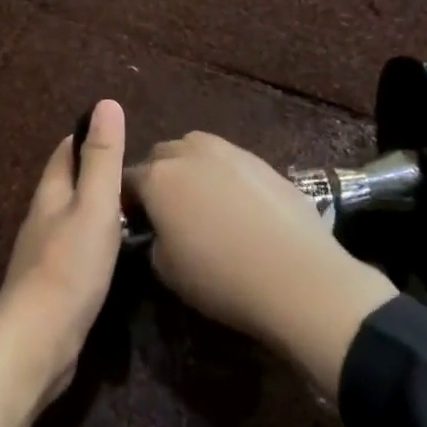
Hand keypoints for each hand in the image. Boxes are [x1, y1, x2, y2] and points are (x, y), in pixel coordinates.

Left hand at [0, 101, 125, 426]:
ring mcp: (45, 254)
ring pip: (72, 218)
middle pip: (66, 184)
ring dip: (96, 207)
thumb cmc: (69, 268)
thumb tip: (105, 103)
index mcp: (50, 195)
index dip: (86, 137)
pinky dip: (96, 239)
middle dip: (93, 171)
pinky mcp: (54, 285)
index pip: (64, 153)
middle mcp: (42, 220)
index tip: (116, 130)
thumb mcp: (94, 207)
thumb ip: (102, 159)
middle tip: (134, 168)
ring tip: (133, 204)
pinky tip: (115, 251)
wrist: (38, 342)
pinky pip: (77, 249)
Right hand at [125, 132, 396, 396]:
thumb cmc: (221, 278)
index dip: (128, 201)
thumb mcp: (167, 270)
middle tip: (167, 210)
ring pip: (196, 149)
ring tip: (203, 201)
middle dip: (158, 176)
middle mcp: (190, 153)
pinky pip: (230, 161)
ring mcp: (231, 152)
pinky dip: (224, 175)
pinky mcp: (264, 160)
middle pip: (162, 155)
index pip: (127, 179)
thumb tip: (161, 230)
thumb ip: (154, 238)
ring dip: (190, 168)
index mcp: (158, 178)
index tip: (135, 222)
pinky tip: (238, 206)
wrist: (299, 277)